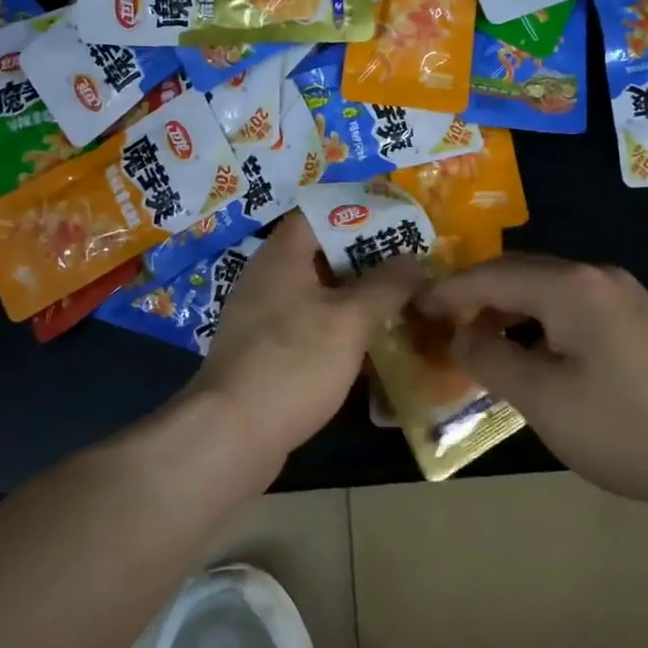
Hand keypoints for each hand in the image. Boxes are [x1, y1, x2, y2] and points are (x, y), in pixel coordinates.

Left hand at [189, 218, 426, 469]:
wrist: (232, 434)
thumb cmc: (294, 362)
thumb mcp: (349, 319)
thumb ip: (386, 285)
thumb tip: (415, 260)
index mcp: (282, 255)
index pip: (321, 213)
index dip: (362, 214)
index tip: (400, 224)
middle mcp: (268, 278)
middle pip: (322, 254)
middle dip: (367, 260)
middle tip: (410, 267)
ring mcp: (263, 317)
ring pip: (318, 294)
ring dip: (355, 298)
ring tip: (399, 303)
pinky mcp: (266, 352)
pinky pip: (308, 327)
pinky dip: (338, 329)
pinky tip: (369, 346)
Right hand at [414, 254, 647, 510]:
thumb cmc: (628, 427)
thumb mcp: (544, 399)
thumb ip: (491, 358)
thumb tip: (463, 334)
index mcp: (570, 287)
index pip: (490, 275)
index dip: (447, 291)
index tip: (413, 308)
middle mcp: (597, 277)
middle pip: (519, 274)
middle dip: (475, 297)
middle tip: (439, 324)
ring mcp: (625, 298)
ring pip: (548, 292)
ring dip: (509, 312)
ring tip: (479, 343)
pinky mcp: (642, 323)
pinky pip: (574, 310)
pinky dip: (540, 324)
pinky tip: (532, 355)